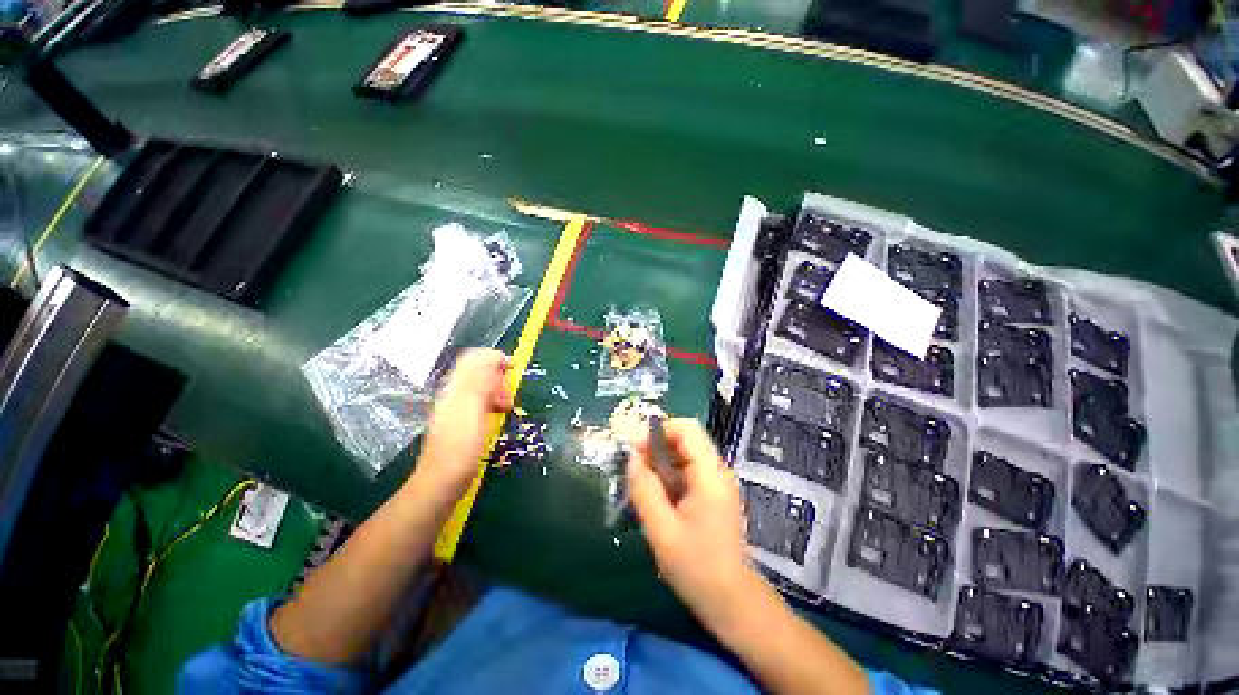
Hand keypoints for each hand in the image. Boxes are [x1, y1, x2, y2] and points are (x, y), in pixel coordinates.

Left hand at [411, 349, 511, 504]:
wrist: (443, 481)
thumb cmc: (461, 446)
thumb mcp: (473, 409)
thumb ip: (481, 381)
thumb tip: (493, 356)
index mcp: (456, 387)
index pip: (474, 358)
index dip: (495, 358)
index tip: (513, 370)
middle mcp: (455, 393)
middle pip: (480, 371)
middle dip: (498, 377)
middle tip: (507, 396)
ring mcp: (458, 407)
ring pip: (483, 387)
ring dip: (498, 391)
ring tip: (505, 406)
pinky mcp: (464, 421)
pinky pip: (482, 402)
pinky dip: (493, 403)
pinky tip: (498, 414)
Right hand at [627, 419, 758, 632]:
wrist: (732, 601)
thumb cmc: (697, 567)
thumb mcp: (662, 529)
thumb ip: (645, 489)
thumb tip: (632, 456)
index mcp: (710, 475)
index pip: (688, 429)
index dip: (660, 429)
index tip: (636, 446)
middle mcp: (717, 471)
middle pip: (686, 440)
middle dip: (657, 445)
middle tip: (633, 464)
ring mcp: (716, 483)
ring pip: (684, 455)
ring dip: (660, 461)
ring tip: (640, 480)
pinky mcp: (712, 494)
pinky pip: (687, 472)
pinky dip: (668, 475)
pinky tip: (655, 494)